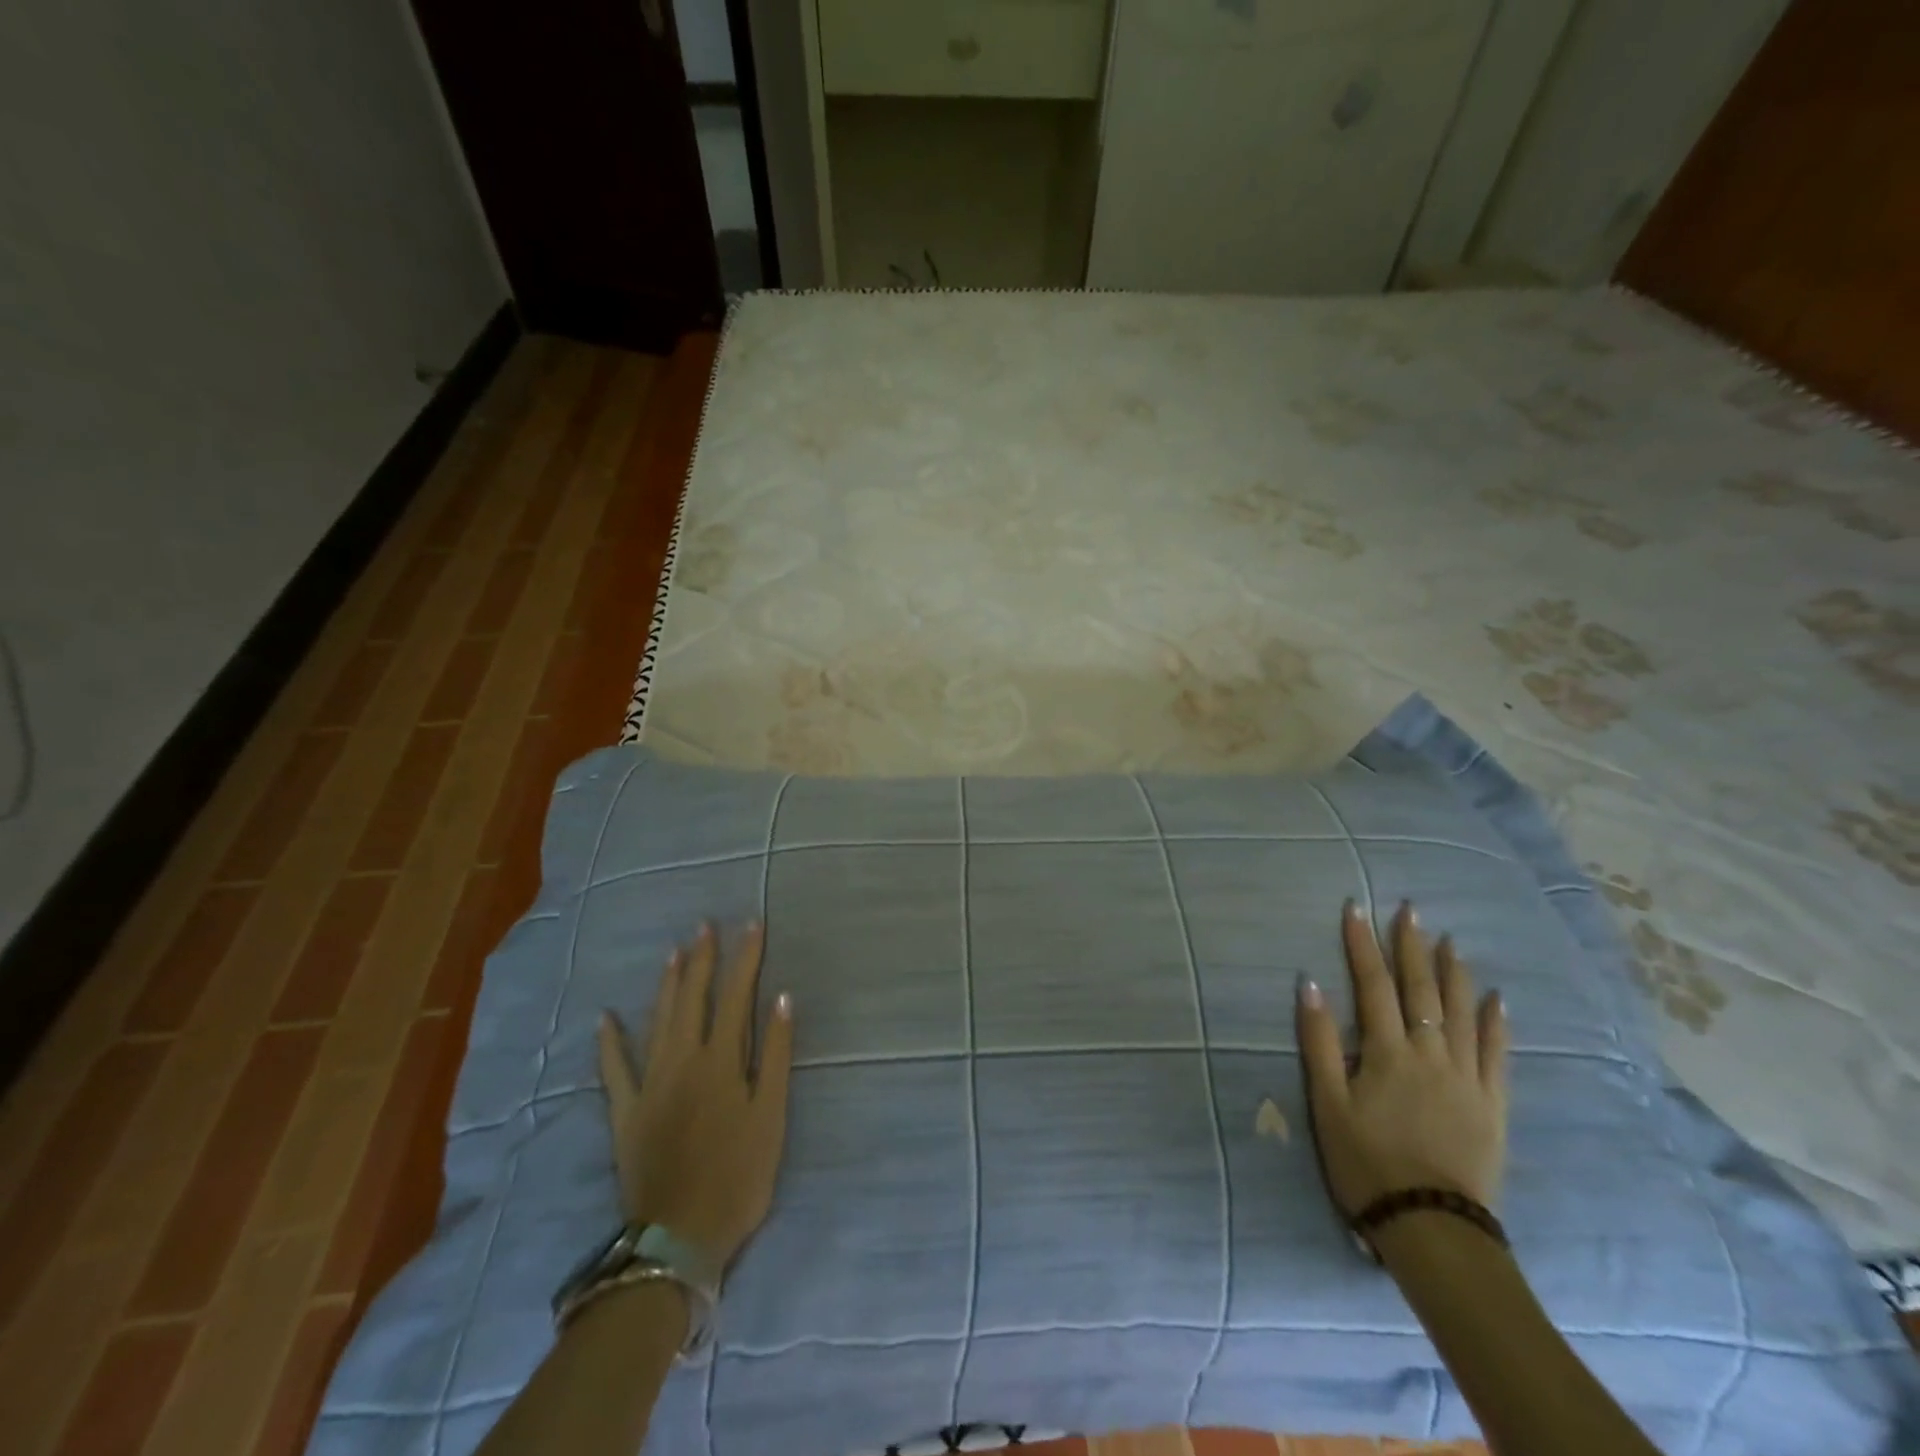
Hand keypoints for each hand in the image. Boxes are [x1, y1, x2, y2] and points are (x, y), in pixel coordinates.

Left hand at [597, 922, 793, 1266]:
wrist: (679, 1237)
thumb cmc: (738, 1176)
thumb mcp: (771, 1117)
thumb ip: (775, 1055)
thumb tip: (781, 999)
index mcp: (722, 1060)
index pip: (737, 995)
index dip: (745, 957)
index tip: (752, 924)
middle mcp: (684, 1060)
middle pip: (694, 998)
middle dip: (702, 959)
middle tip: (706, 926)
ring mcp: (650, 1084)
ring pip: (658, 1021)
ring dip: (667, 984)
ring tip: (674, 953)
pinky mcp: (626, 1111)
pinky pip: (614, 1070)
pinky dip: (609, 1043)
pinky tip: (604, 1018)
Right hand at [1296, 901, 1508, 1213]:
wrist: (1432, 1226)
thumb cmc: (1366, 1161)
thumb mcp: (1327, 1103)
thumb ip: (1319, 1042)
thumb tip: (1310, 984)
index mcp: (1387, 1052)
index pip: (1373, 985)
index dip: (1362, 944)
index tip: (1356, 908)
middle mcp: (1430, 1054)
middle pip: (1420, 990)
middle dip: (1411, 946)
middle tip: (1409, 909)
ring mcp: (1467, 1077)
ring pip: (1460, 1012)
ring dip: (1452, 972)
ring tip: (1448, 940)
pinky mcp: (1492, 1104)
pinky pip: (1496, 1053)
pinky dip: (1495, 1022)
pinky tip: (1495, 998)